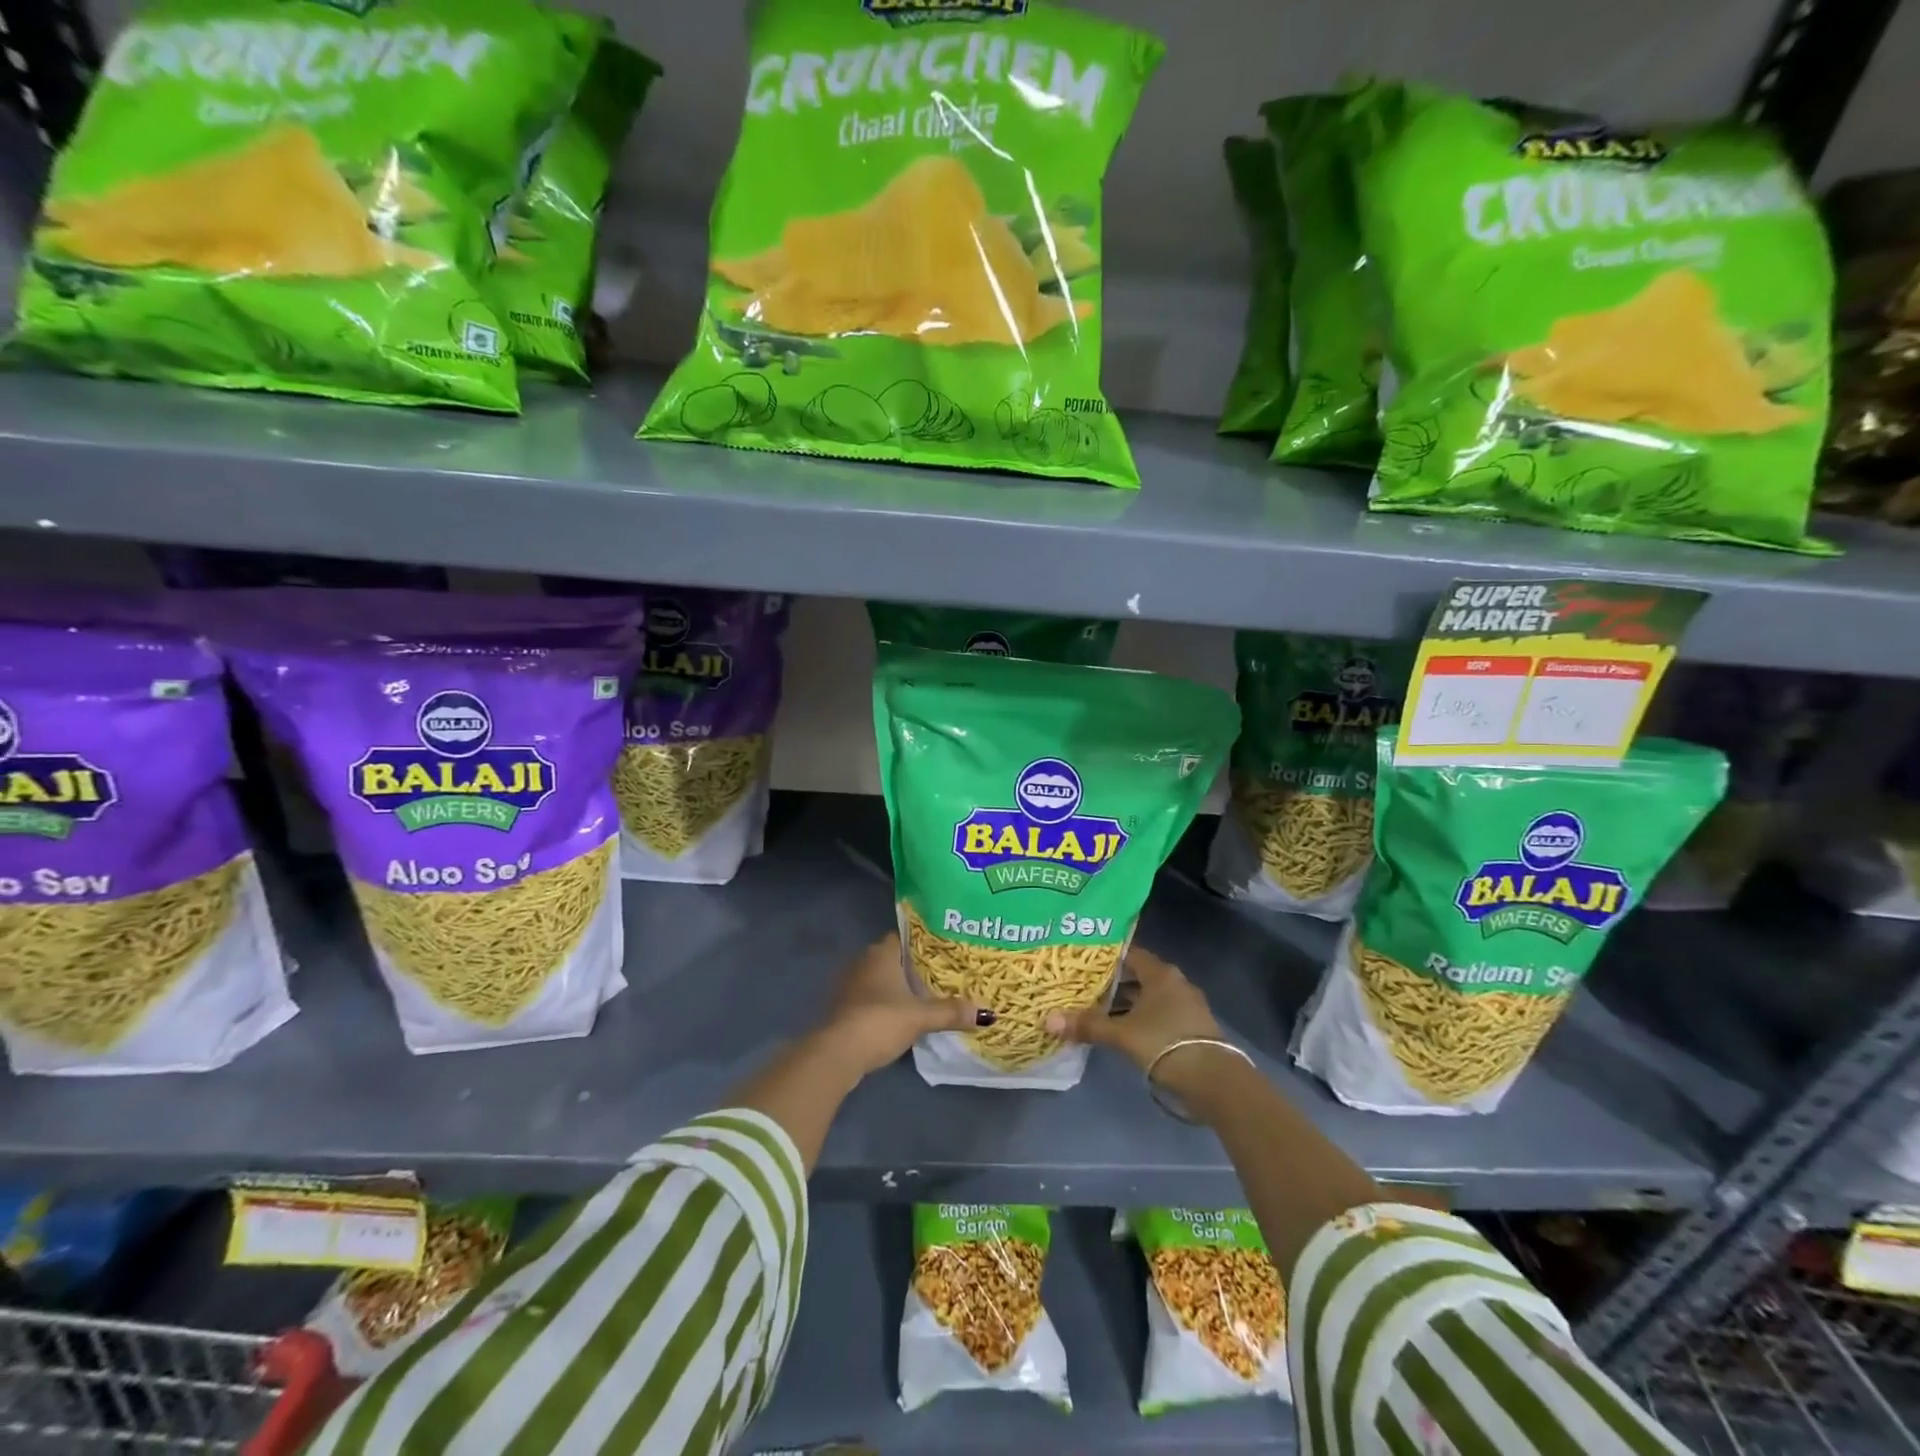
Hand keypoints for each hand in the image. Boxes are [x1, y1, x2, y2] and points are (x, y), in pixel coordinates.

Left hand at [819, 933, 985, 1080]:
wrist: (838, 1052)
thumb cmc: (880, 1020)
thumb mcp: (920, 1017)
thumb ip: (950, 1012)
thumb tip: (985, 1013)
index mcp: (881, 953)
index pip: (903, 937)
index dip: (921, 943)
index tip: (942, 953)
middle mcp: (862, 962)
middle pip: (892, 958)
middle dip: (911, 967)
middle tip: (939, 976)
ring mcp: (849, 985)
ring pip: (879, 979)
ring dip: (896, 988)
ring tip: (923, 997)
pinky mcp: (843, 1008)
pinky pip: (869, 998)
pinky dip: (883, 1004)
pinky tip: (899, 1017)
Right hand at [1044, 947, 1242, 1102]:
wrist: (1214, 1081)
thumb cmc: (1165, 1043)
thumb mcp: (1121, 1034)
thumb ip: (1087, 1025)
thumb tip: (1048, 1020)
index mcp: (1161, 973)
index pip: (1129, 954)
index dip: (1106, 957)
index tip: (1082, 962)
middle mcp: (1175, 983)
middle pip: (1138, 976)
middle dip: (1113, 983)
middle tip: (1084, 986)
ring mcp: (1186, 1006)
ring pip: (1149, 998)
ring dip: (1127, 1004)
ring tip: (1097, 1010)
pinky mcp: (1191, 1028)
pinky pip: (1159, 1015)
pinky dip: (1141, 1019)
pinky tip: (1123, 1031)